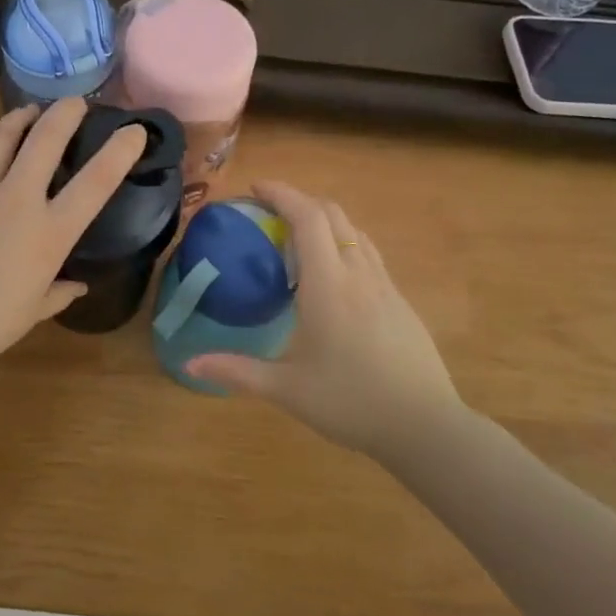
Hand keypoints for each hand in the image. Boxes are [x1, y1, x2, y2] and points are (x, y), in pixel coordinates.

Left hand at [0, 98, 146, 381]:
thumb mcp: (30, 313)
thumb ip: (59, 293)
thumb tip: (78, 285)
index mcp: (47, 235)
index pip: (95, 183)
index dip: (120, 151)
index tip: (134, 130)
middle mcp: (15, 200)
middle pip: (47, 139)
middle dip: (67, 113)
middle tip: (76, 103)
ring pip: (3, 135)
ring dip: (22, 117)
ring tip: (31, 111)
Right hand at [186, 181, 465, 457]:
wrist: (426, 426)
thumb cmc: (351, 402)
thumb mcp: (287, 390)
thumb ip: (237, 371)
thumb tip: (190, 364)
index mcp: (328, 285)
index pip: (308, 218)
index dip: (282, 194)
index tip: (255, 188)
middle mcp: (359, 274)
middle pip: (333, 214)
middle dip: (300, 201)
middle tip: (268, 212)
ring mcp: (386, 286)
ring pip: (355, 231)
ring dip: (325, 220)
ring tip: (297, 237)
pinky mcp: (401, 302)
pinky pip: (369, 254)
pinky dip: (344, 243)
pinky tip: (333, 274)